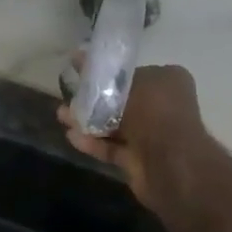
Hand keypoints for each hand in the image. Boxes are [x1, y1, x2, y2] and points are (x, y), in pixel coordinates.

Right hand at [58, 63, 216, 213]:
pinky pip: (111, 147)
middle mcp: (160, 107)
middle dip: (91, 98)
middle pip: (119, 100)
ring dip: (87, 120)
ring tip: (61, 115)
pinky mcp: (136, 160)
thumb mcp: (131, 83)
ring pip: (112, 125)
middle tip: (67, 94)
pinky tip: (71, 136)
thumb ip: (108, 79)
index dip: (106, 72)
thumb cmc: (155, 113)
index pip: (131, 74)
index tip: (79, 67)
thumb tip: (91, 74)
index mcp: (166, 82)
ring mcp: (148, 136)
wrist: (169, 163)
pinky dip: (93, 142)